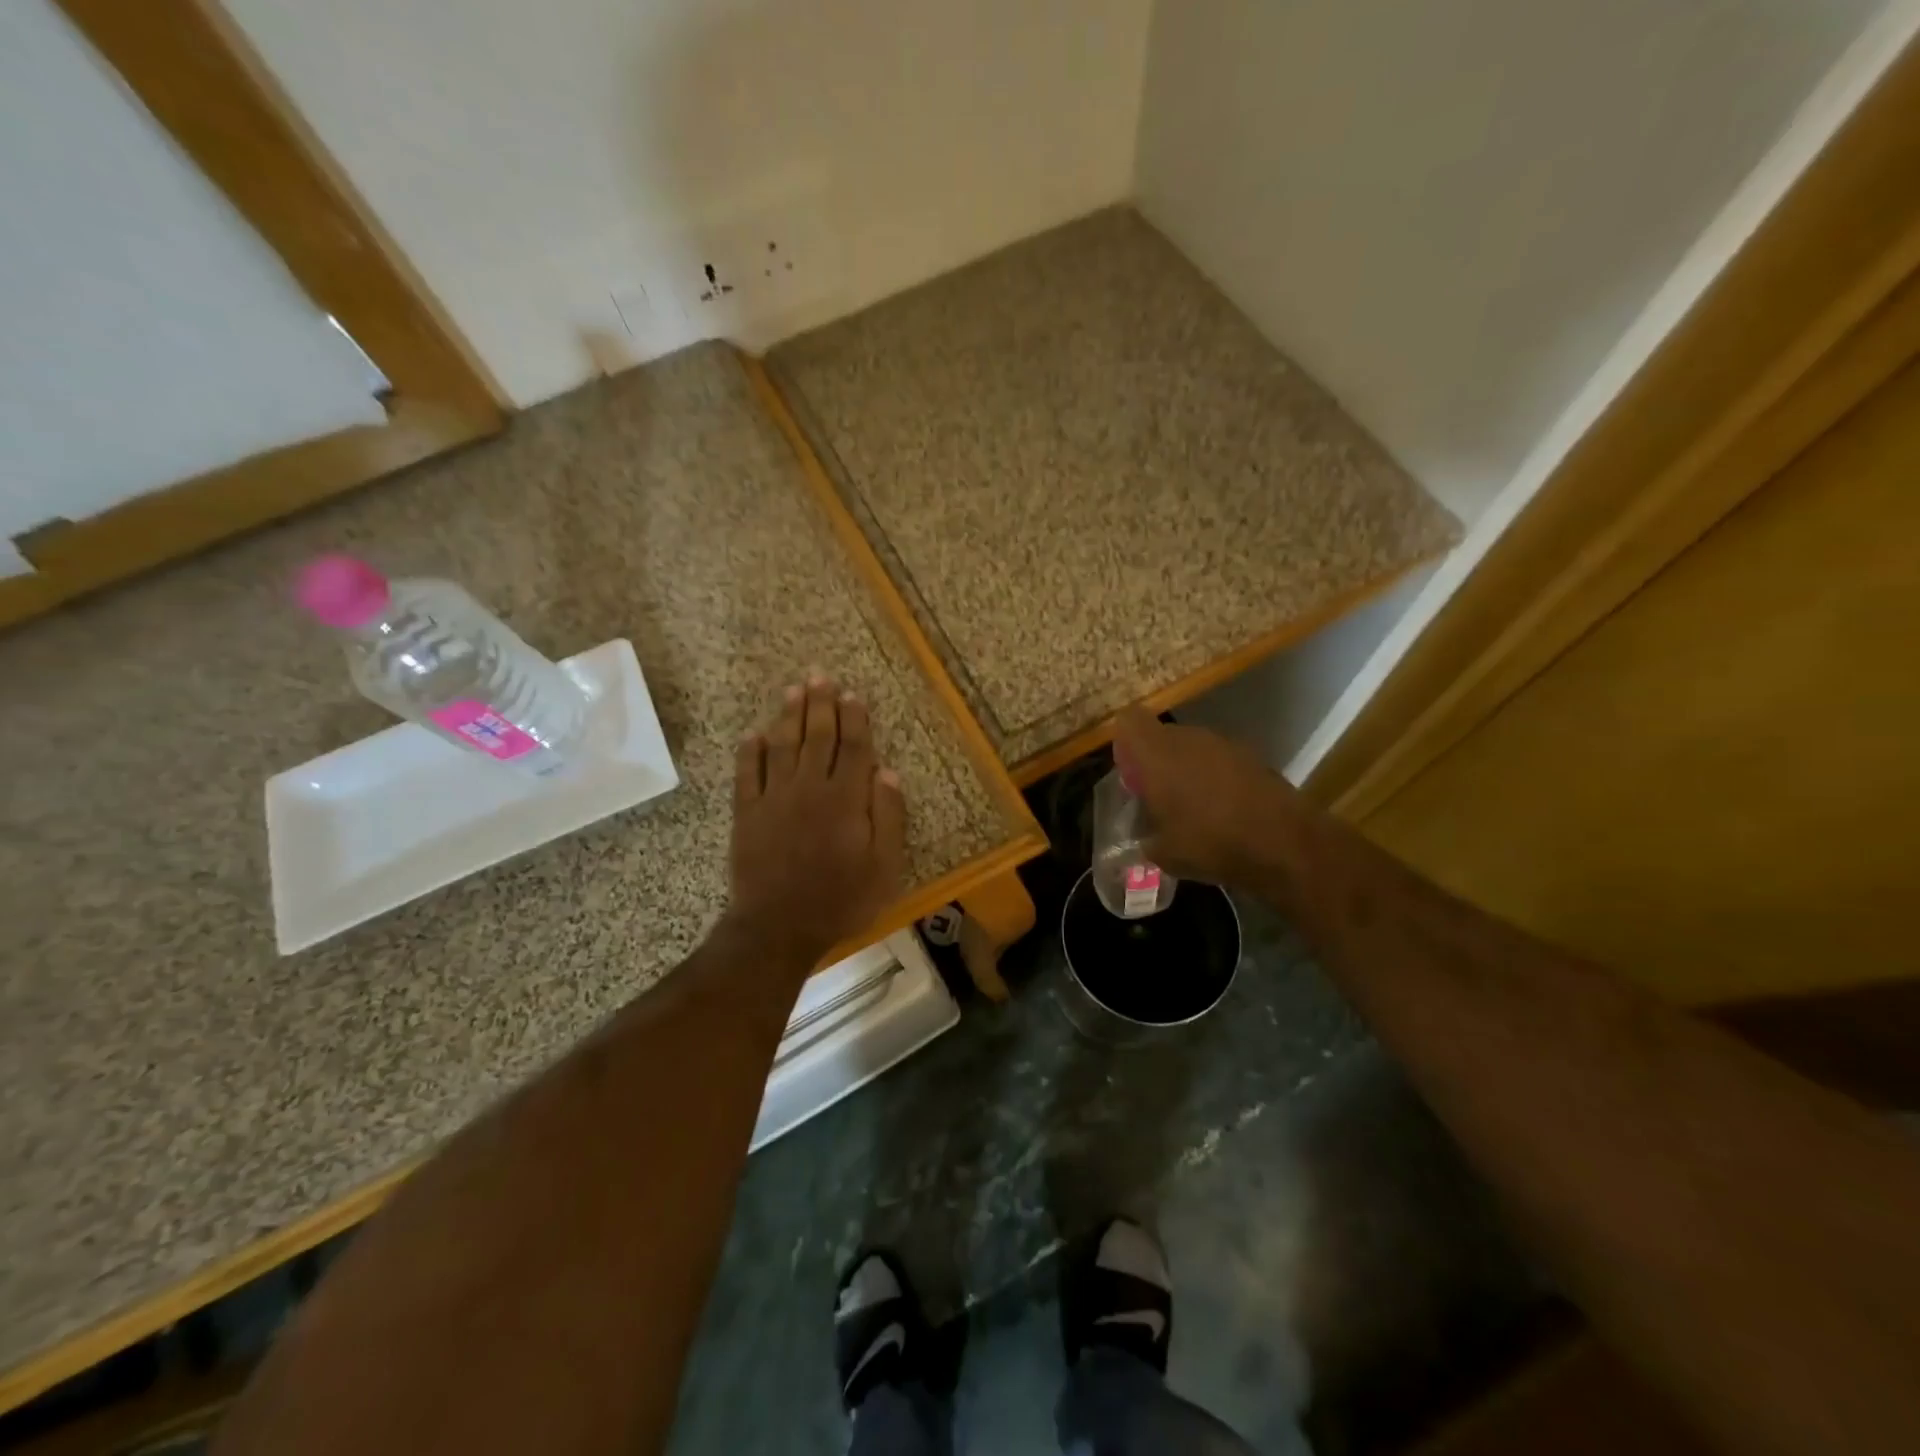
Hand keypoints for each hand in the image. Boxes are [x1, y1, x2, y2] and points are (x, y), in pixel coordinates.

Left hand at [727, 674, 906, 964]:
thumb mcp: (884, 867)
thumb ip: (889, 817)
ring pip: (783, 746)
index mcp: (846, 799)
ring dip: (789, 716)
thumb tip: (888, 773)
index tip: (852, 695)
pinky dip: (750, 751)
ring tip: (794, 690)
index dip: (854, 719)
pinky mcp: (747, 813)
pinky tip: (753, 734)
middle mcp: (810, 788)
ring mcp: (774, 798)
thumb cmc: (840, 899)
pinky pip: (747, 773)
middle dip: (821, 704)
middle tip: (820, 676)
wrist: (778, 927)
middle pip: (818, 737)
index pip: (853, 747)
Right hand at [1112, 707, 1306, 886]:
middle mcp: (1188, 739)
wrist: (1283, 842)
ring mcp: (1223, 744)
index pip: (1129, 721)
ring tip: (1191, 807)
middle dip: (1155, 760)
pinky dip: (1215, 777)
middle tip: (1157, 797)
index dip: (1125, 743)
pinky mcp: (1252, 756)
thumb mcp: (1163, 854)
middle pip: (1161, 735)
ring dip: (1186, 769)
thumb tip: (1140, 841)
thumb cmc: (1210, 842)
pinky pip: (1219, 759)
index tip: (1130, 773)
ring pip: (1192, 747)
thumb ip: (1143, 840)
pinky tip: (1223, 810)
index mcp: (1156, 754)